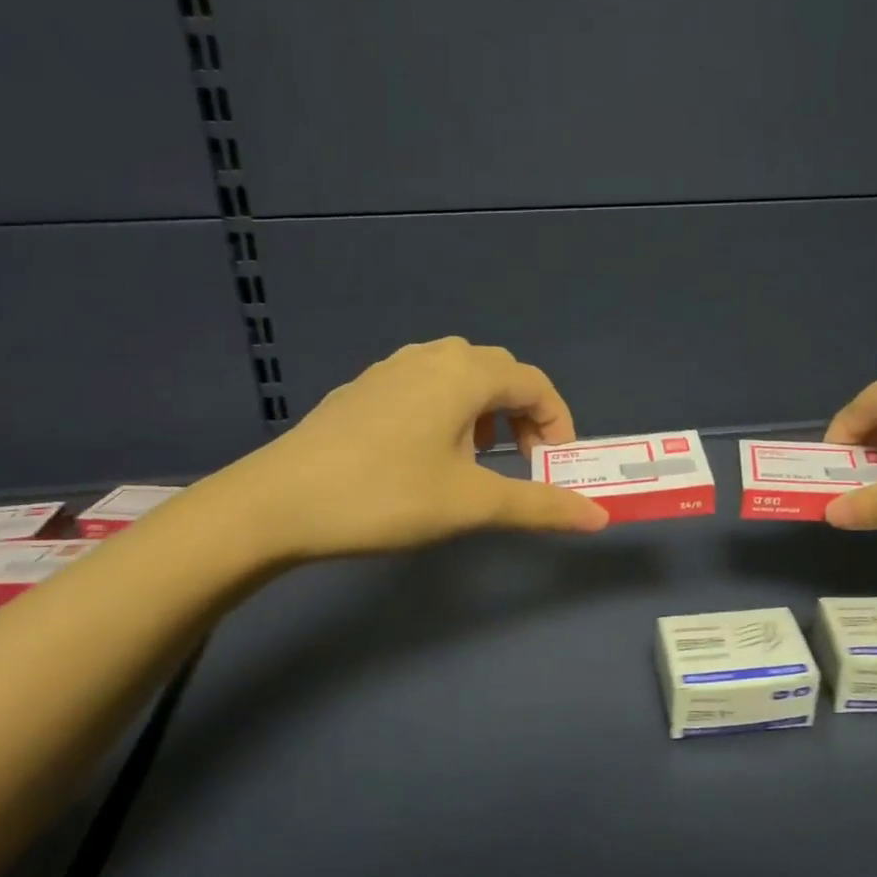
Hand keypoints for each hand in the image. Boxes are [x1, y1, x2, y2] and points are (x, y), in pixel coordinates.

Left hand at [209, 338, 607, 562]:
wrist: (277, 503)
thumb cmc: (386, 496)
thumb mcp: (471, 504)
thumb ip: (540, 506)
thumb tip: (599, 518)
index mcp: (465, 374)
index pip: (534, 384)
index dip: (559, 423)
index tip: (557, 468)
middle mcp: (432, 357)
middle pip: (499, 374)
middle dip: (524, 417)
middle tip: (525, 464)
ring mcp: (391, 369)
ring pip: (459, 377)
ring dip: (486, 412)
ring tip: (478, 459)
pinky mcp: (363, 389)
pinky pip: (425, 386)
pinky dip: (448, 412)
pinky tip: (427, 454)